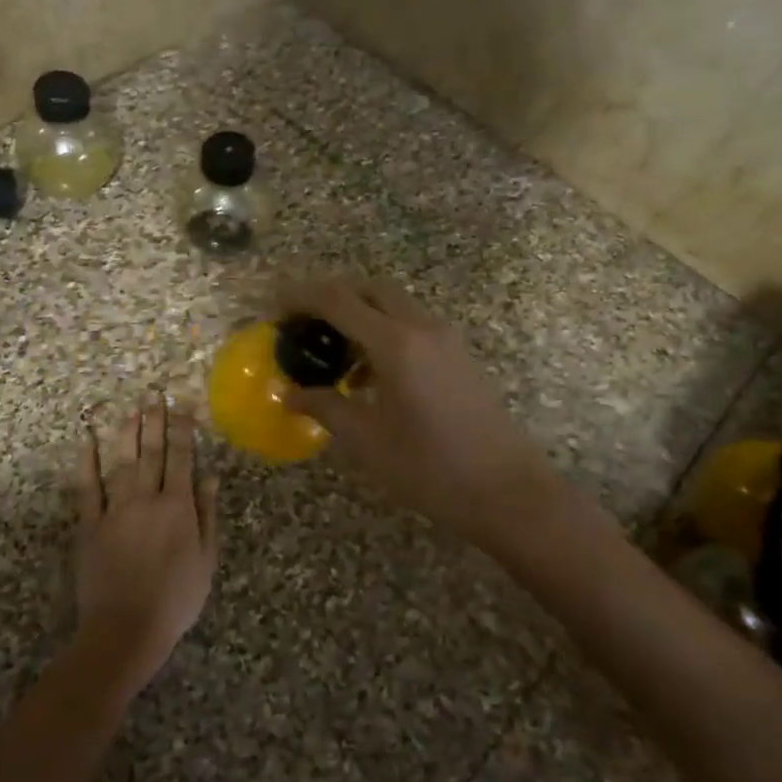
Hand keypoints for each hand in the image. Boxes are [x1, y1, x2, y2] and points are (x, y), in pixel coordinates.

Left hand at [73, 393, 220, 688]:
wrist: (126, 630)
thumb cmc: (175, 599)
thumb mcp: (205, 560)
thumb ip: (206, 514)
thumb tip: (210, 475)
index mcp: (178, 507)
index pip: (181, 458)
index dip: (183, 430)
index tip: (183, 405)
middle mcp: (146, 499)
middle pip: (151, 453)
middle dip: (154, 421)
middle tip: (154, 393)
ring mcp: (114, 510)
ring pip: (121, 462)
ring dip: (127, 432)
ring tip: (131, 407)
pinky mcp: (89, 525)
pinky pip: (86, 487)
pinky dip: (86, 461)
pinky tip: (87, 439)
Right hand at [279, 276, 560, 543]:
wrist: (507, 492)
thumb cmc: (430, 468)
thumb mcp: (366, 441)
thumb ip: (324, 407)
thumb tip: (288, 394)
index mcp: (395, 343)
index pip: (338, 300)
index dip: (301, 296)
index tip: (274, 306)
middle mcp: (422, 327)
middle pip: (370, 289)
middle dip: (332, 296)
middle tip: (303, 323)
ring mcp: (446, 339)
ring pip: (394, 306)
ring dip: (360, 316)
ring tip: (332, 354)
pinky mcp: (458, 356)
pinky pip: (413, 327)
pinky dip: (384, 333)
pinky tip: (369, 377)